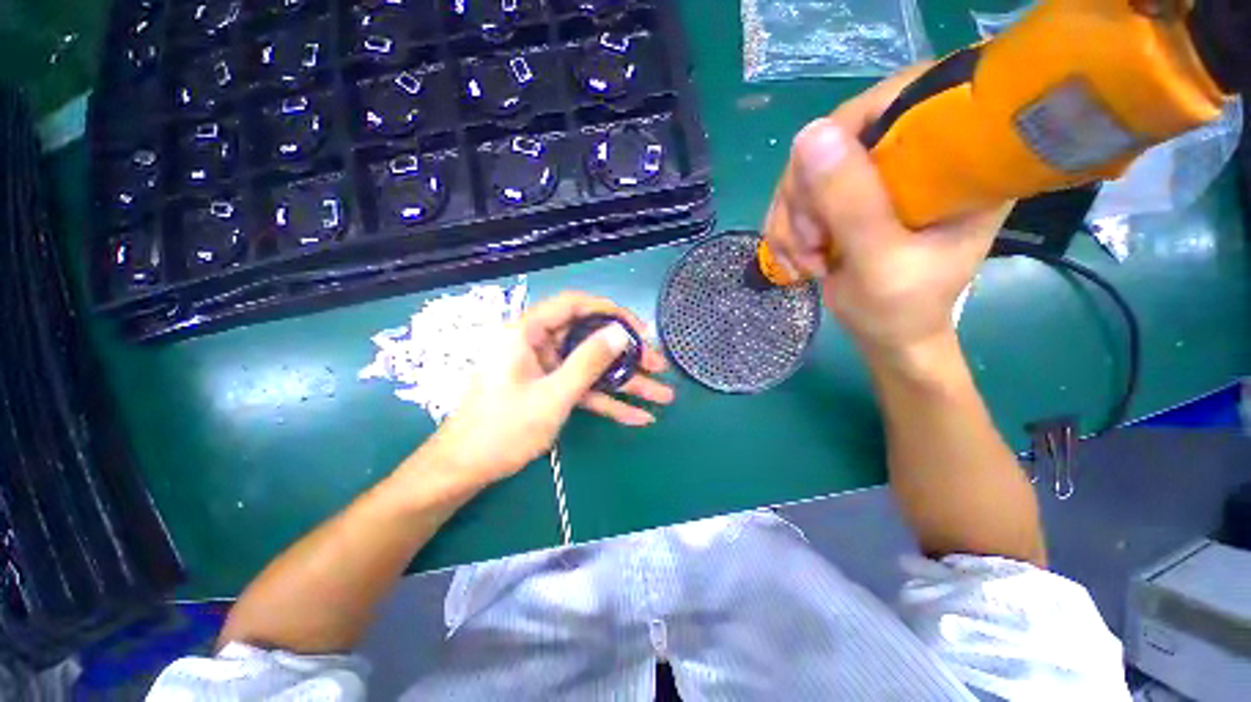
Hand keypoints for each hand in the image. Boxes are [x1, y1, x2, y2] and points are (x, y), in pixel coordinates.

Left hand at [423, 292, 673, 485]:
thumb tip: (620, 333)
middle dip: (628, 356)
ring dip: (626, 382)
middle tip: (659, 367)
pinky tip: (638, 416)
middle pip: (591, 339)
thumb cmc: (503, 429)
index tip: (640, 329)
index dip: (611, 312)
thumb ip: (588, 362)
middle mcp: (539, 344)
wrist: (465, 469)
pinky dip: (608, 401)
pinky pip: (584, 389)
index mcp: (528, 332)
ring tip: (661, 395)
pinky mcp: (551, 389)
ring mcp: (547, 369)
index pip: (575, 305)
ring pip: (593, 367)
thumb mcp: (552, 396)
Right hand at [762, 66, 1011, 359]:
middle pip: (836, 137)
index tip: (825, 196)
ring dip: (792, 222)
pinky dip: (784, 231)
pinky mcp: (845, 198)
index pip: (900, 99)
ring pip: (805, 171)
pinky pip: (793, 197)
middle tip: (812, 245)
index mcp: (958, 159)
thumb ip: (851, 202)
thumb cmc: (900, 309)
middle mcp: (915, 155)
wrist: (886, 335)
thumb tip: (808, 134)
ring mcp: (875, 177)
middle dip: (807, 199)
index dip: (847, 134)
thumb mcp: (880, 260)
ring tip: (806, 261)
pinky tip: (796, 259)